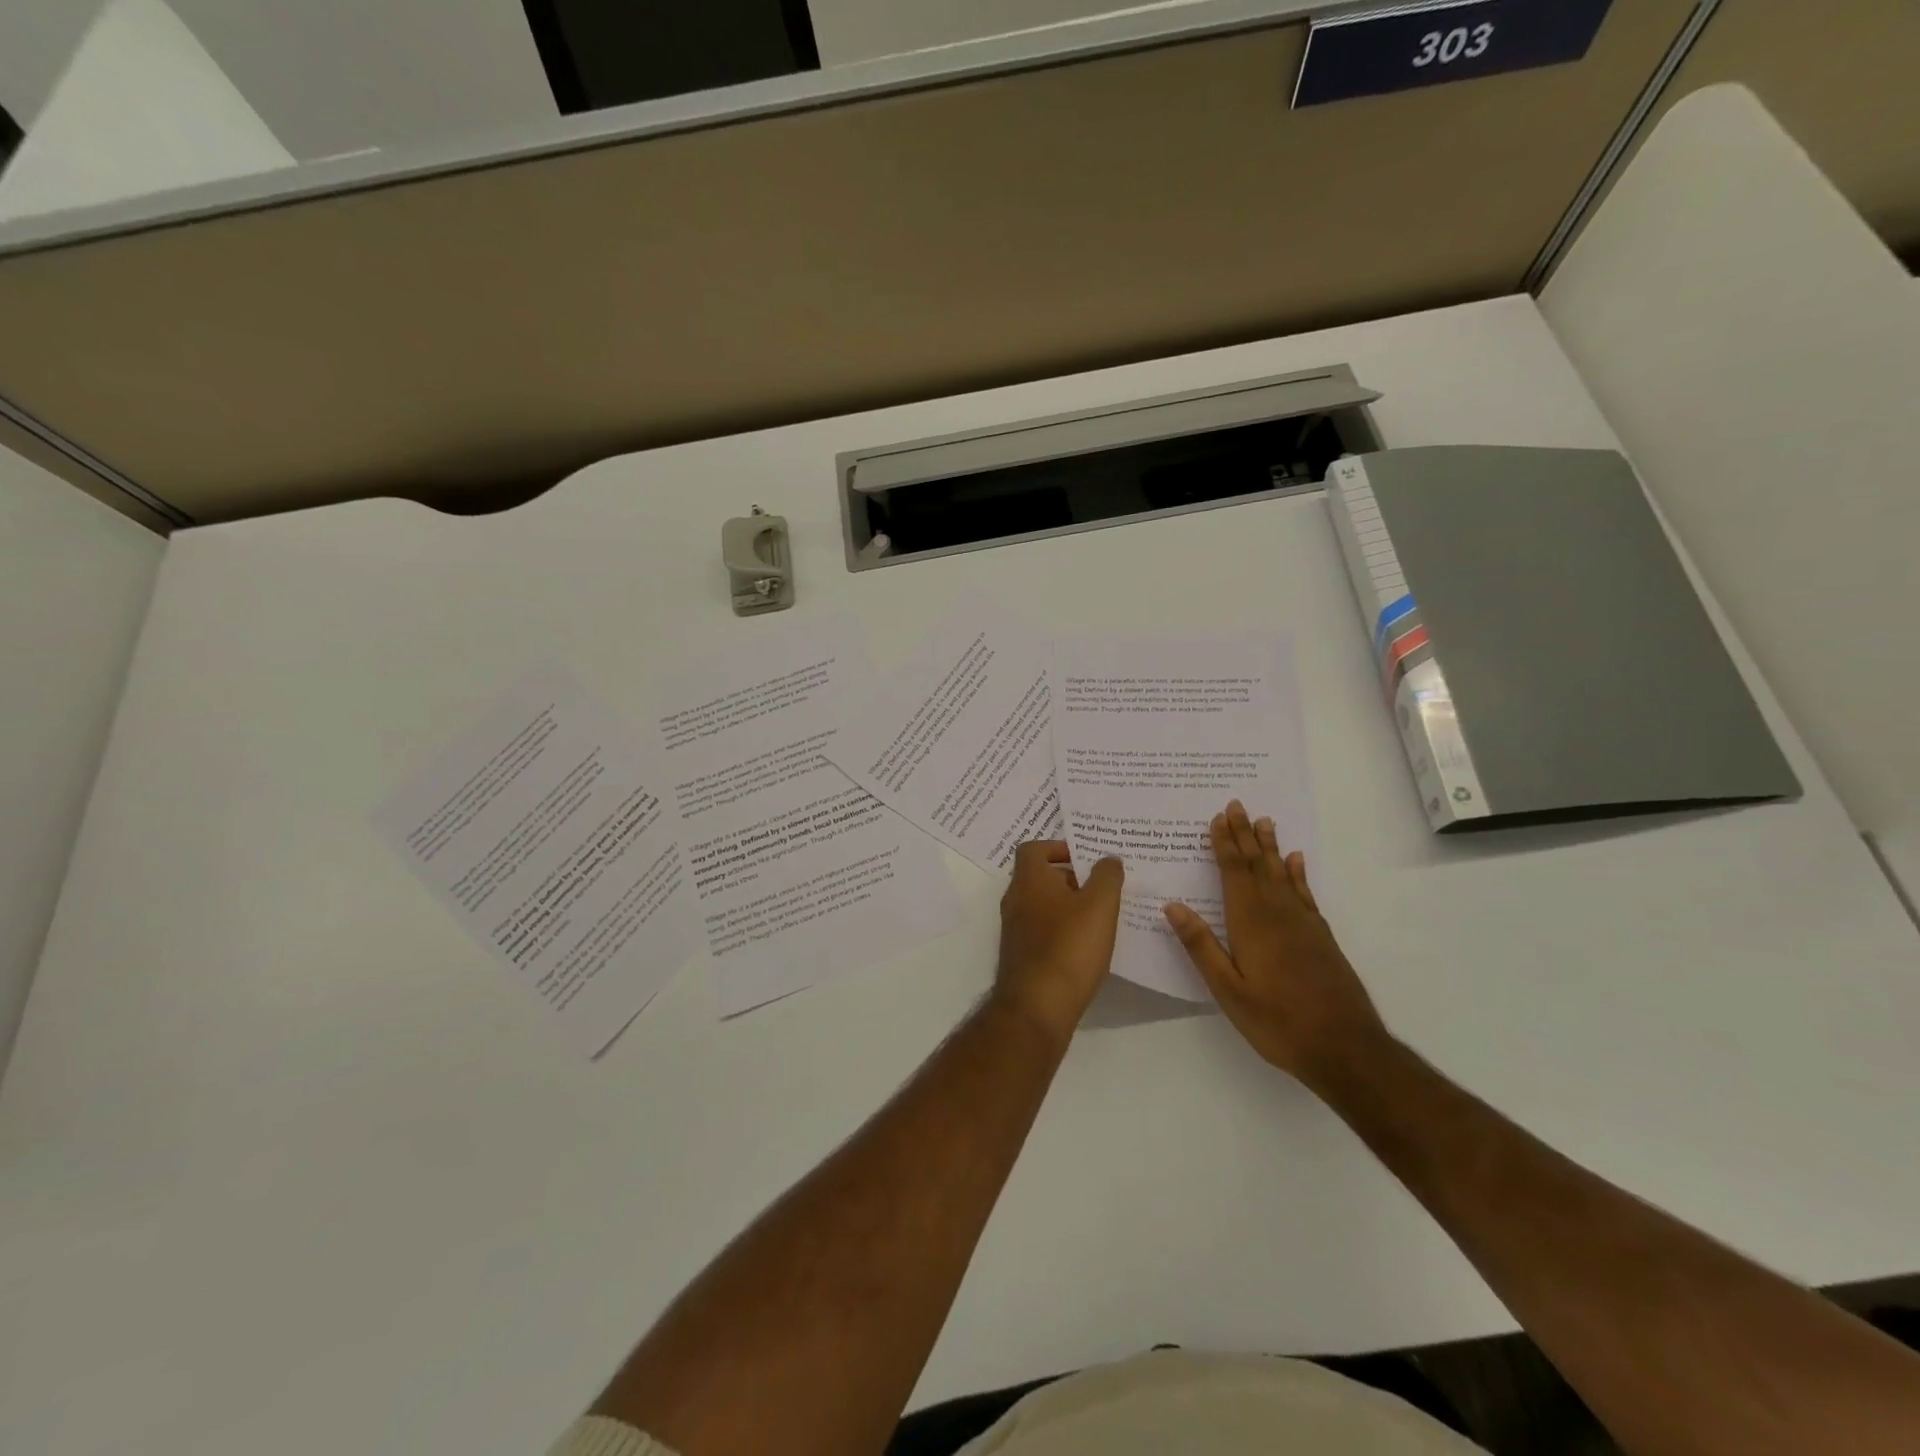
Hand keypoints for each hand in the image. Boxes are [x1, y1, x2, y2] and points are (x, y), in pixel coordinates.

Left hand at [993, 840, 1124, 1041]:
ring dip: (1069, 905)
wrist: (1037, 1006)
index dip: (1059, 847)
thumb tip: (1107, 858)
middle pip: (1040, 877)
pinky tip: (1087, 945)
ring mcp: (1015, 930)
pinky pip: (1043, 930)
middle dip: (1071, 878)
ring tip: (1101, 916)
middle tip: (1102, 887)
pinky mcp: (1022, 955)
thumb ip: (1107, 876)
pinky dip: (1062, 930)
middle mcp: (1015, 900)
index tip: (1086, 858)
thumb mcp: (1099, 905)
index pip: (1033, 848)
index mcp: (1028, 880)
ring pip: (1043, 905)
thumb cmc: (1069, 947)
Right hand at [1163, 801, 1389, 1093]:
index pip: (1234, 873)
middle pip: (1257, 865)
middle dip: (1245, 835)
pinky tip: (1296, 862)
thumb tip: (1173, 906)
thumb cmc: (1278, 1021)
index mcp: (1251, 923)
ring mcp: (1303, 924)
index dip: (1224, 844)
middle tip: (1237, 805)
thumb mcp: (1228, 990)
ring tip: (1264, 821)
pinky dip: (1297, 874)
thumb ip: (1201, 946)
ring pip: (1282, 874)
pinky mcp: (1320, 937)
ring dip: (1270, 847)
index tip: (1218, 817)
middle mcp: (1278, 914)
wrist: (1346, 1048)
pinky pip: (1304, 893)